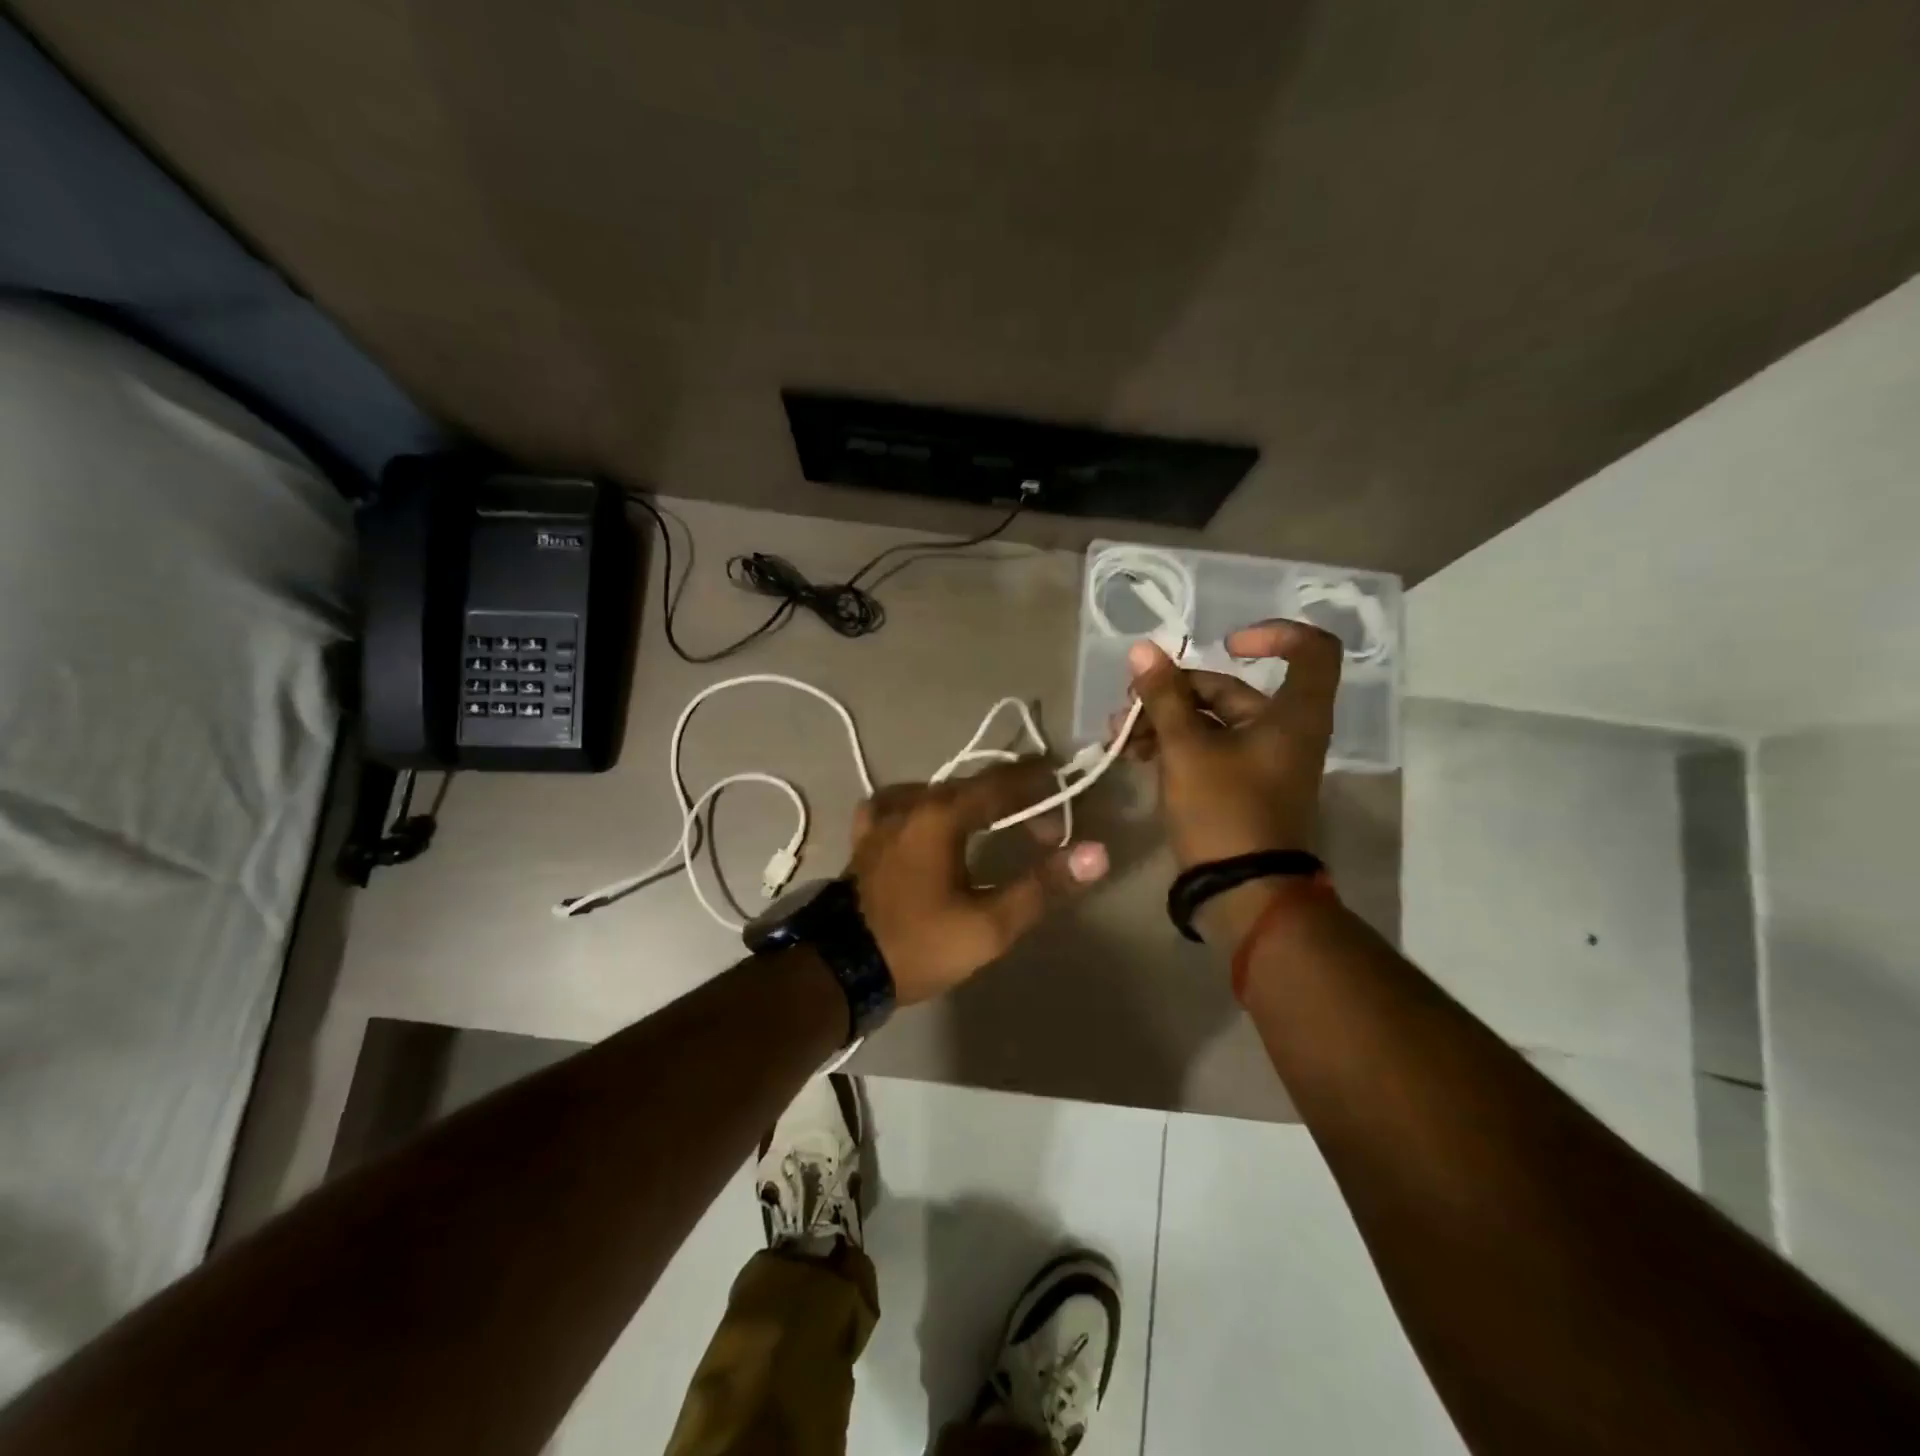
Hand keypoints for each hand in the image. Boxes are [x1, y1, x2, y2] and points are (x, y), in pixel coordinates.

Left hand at [846, 758, 1109, 1005]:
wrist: (840, 969)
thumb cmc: (918, 944)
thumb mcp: (989, 924)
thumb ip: (1042, 886)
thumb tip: (1095, 853)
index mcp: (941, 815)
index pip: (999, 783)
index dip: (1035, 779)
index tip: (1061, 777)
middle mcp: (910, 803)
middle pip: (970, 786)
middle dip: (1010, 799)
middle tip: (1041, 825)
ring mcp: (882, 818)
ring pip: (936, 793)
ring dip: (971, 802)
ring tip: (994, 823)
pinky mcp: (865, 837)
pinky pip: (902, 805)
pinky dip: (926, 807)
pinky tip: (929, 822)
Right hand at [1118, 620, 1341, 937]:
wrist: (1240, 892)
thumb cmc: (1223, 810)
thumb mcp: (1186, 748)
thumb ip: (1164, 696)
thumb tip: (1142, 650)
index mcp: (1292, 715)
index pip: (1311, 649)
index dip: (1272, 634)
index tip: (1225, 644)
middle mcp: (1283, 731)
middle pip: (1232, 689)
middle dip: (1175, 692)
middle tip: (1128, 706)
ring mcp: (1261, 761)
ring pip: (1211, 721)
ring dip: (1165, 720)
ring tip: (1120, 735)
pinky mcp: (1240, 786)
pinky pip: (1208, 749)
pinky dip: (1175, 745)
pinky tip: (1135, 754)